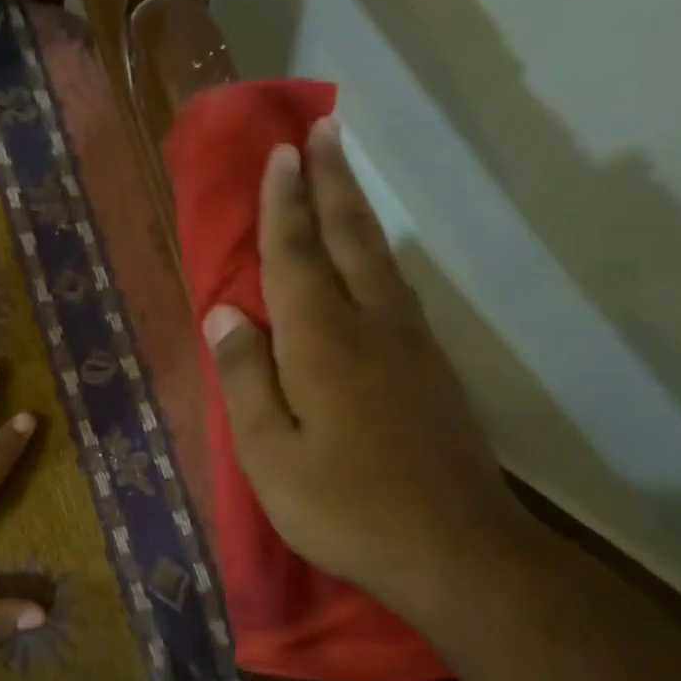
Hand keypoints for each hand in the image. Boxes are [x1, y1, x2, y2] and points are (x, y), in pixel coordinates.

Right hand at [202, 118, 539, 623]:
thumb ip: (244, 380)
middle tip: (324, 129)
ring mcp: (410, 346)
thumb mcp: (269, 456)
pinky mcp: (431, 369)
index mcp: (322, 344)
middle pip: (349, 238)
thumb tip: (224, 314)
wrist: (456, 551)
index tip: (281, 153)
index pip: (296, 256)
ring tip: (343, 173)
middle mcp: (371, 327)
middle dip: (332, 182)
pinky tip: (372, 257)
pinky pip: (397, 289)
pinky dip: (377, 254)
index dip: (285, 204)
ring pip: (379, 258)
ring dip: (358, 209)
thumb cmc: (344, 508)